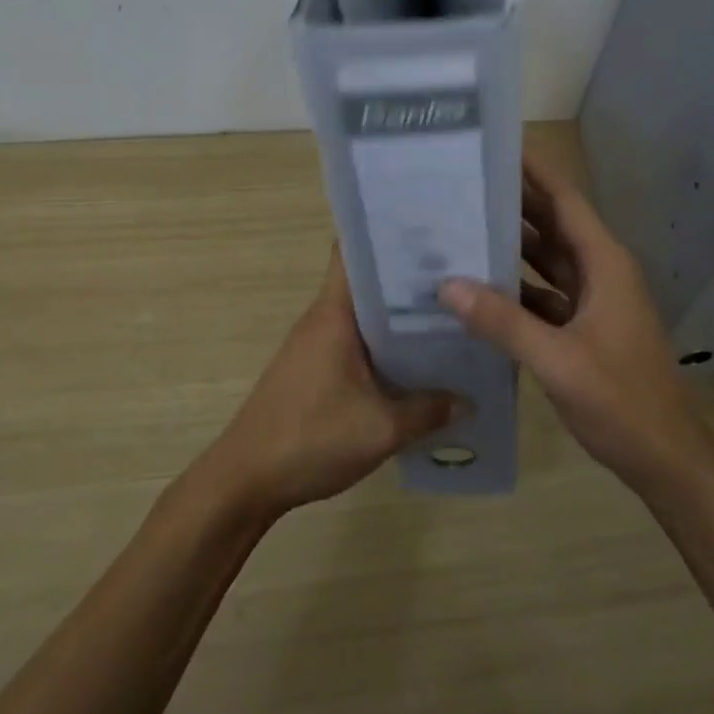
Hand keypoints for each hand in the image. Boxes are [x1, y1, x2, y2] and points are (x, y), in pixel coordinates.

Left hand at [198, 249, 463, 518]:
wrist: (245, 481)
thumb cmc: (310, 439)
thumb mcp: (381, 429)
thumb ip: (428, 411)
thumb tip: (468, 399)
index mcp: (334, 314)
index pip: (352, 251)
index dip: (387, 235)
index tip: (429, 231)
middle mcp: (323, 319)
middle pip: (366, 282)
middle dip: (407, 279)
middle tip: (459, 277)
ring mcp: (316, 345)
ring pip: (364, 315)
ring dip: (399, 316)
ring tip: (449, 316)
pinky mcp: (314, 370)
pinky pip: (356, 343)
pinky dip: (384, 344)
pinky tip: (416, 361)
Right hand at [439, 152, 713, 498]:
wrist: (665, 458)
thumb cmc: (621, 402)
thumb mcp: (558, 360)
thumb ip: (503, 322)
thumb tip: (447, 285)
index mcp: (604, 264)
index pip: (565, 200)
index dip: (534, 171)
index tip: (496, 146)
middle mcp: (600, 271)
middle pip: (553, 224)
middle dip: (513, 201)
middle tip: (463, 181)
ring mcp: (593, 300)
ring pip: (547, 259)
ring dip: (512, 243)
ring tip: (462, 223)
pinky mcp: (583, 326)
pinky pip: (544, 293)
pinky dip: (516, 286)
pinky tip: (480, 285)